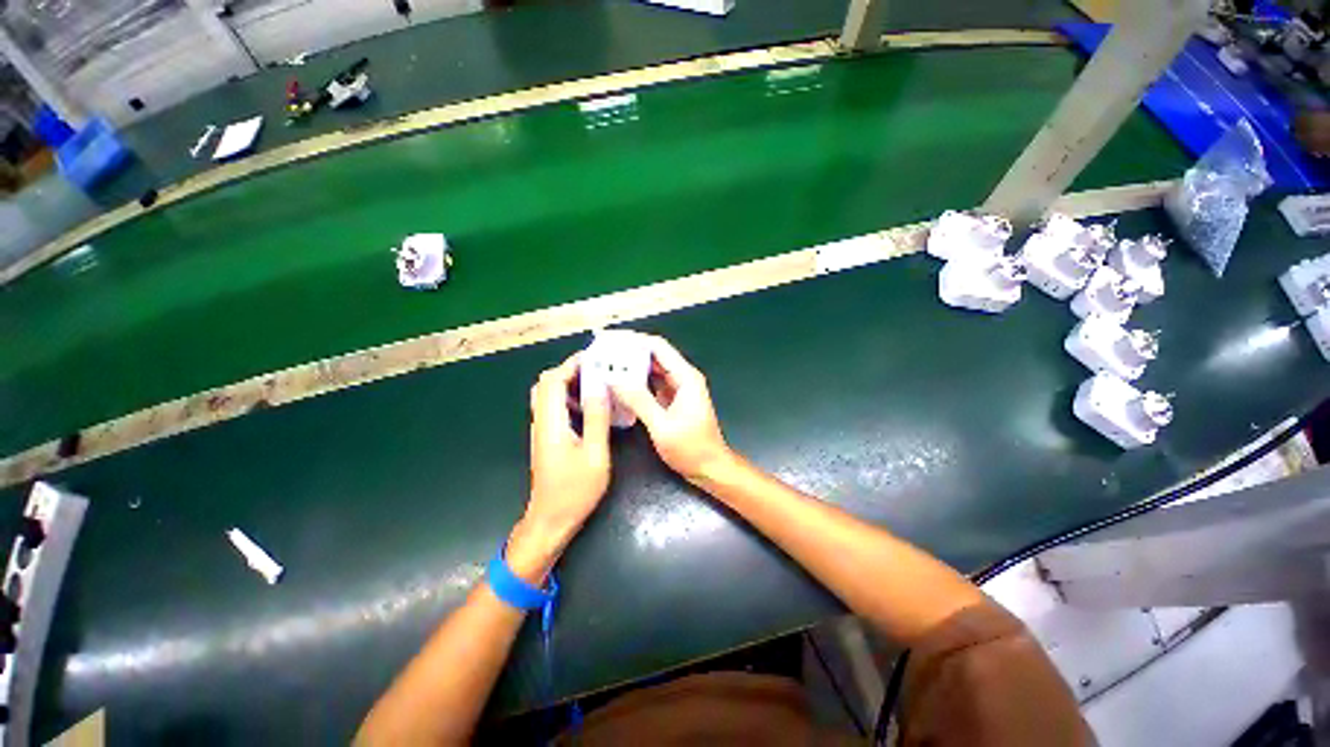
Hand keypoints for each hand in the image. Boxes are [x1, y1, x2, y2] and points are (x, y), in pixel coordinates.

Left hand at [512, 353, 610, 576]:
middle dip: (570, 370)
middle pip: (545, 383)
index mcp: (551, 423)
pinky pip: (554, 407)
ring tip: (596, 382)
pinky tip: (590, 405)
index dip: (571, 364)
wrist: (551, 520)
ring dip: (569, 383)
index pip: (553, 381)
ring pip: (548, 394)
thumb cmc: (575, 490)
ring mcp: (542, 429)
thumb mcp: (594, 454)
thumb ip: (597, 418)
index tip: (594, 358)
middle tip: (597, 369)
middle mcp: (541, 421)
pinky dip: (569, 397)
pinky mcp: (546, 437)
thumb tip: (600, 386)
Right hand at [610, 335, 733, 483]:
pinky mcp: (672, 399)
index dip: (635, 340)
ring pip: (652, 369)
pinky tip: (620, 383)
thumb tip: (615, 380)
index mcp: (686, 377)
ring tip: (607, 364)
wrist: (710, 467)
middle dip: (630, 352)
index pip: (659, 347)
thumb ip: (639, 401)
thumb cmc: (691, 448)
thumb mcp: (662, 426)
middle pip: (655, 355)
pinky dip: (637, 381)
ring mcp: (678, 388)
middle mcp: (683, 378)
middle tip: (604, 352)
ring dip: (632, 366)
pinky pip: (652, 383)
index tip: (612, 340)